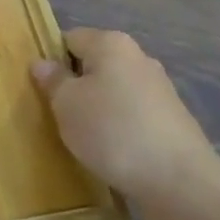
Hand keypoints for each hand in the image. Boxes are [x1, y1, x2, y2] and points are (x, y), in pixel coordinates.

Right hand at [32, 29, 219, 209]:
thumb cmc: (112, 130)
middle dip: (75, 85)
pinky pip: (131, 113)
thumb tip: (43, 64)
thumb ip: (52, 80)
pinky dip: (118, 126)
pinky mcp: (170, 119)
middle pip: (94, 64)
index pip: (70, 38)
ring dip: (96, 108)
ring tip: (82, 136)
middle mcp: (138, 57)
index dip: (51, 60)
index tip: (40, 88)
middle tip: (56, 113)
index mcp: (111, 44)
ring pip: (113, 90)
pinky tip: (110, 149)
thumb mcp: (66, 104)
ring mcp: (159, 89)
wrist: (179, 181)